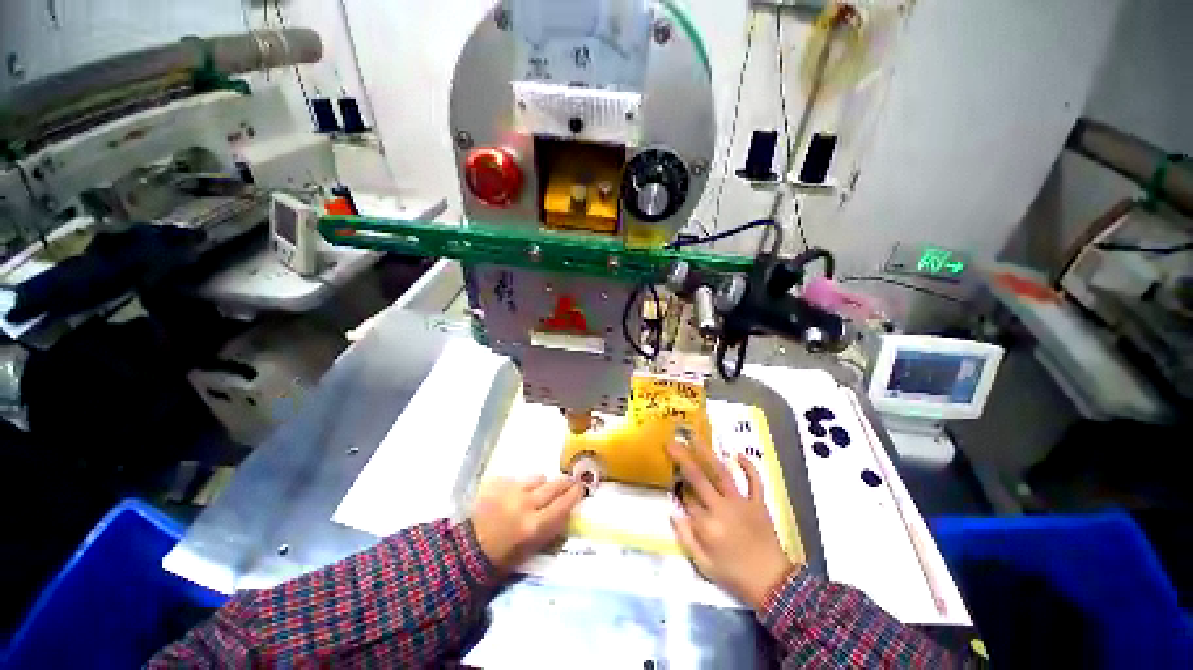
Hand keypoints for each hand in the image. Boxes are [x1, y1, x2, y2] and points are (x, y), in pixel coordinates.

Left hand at [470, 476, 583, 571]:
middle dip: (564, 483)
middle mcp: (526, 504)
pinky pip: (520, 478)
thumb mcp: (531, 549)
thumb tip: (565, 509)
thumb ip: (550, 528)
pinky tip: (517, 493)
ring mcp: (511, 491)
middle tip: (569, 482)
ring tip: (539, 489)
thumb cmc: (502, 557)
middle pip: (554, 486)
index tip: (581, 488)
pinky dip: (523, 484)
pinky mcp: (499, 483)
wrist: (467, 549)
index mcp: (535, 525)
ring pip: (538, 477)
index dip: (575, 494)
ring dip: (542, 483)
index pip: (563, 504)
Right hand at [668, 441, 796, 609]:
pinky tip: (739, 454)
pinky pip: (754, 481)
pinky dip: (749, 467)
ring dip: (708, 454)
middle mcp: (722, 508)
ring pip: (722, 473)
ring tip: (695, 438)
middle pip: (698, 478)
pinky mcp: (758, 503)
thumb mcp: (703, 564)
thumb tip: (673, 512)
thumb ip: (686, 537)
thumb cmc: (734, 574)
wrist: (772, 584)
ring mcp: (742, 503)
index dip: (678, 488)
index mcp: (707, 525)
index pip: (687, 498)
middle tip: (671, 442)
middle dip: (682, 458)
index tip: (672, 479)